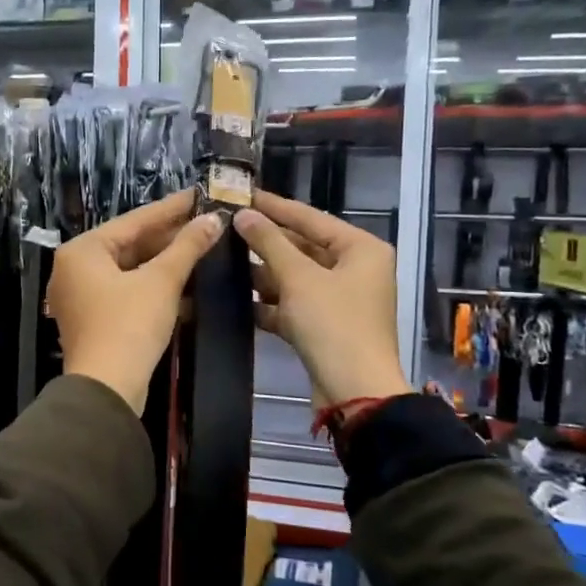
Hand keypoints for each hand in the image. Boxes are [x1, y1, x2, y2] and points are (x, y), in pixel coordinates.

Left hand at [49, 191, 225, 413]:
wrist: (107, 390)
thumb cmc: (129, 326)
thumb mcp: (161, 282)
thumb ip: (187, 247)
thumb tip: (213, 219)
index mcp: (82, 251)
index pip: (134, 220)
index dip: (171, 208)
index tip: (199, 193)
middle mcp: (75, 268)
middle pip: (130, 244)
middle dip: (169, 238)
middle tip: (206, 222)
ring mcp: (82, 296)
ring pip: (130, 270)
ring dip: (165, 263)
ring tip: (202, 248)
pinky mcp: (94, 320)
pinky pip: (127, 292)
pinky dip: (154, 287)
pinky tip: (187, 283)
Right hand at [234, 191, 411, 409]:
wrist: (354, 391)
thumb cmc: (333, 324)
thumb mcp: (299, 278)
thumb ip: (269, 243)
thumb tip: (243, 215)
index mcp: (361, 249)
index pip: (311, 218)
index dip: (275, 206)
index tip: (242, 194)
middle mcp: (355, 269)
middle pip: (303, 247)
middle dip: (266, 242)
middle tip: (226, 228)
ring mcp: (341, 300)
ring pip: (296, 277)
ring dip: (264, 273)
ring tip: (224, 260)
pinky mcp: (326, 326)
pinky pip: (294, 305)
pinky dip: (270, 303)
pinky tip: (238, 299)